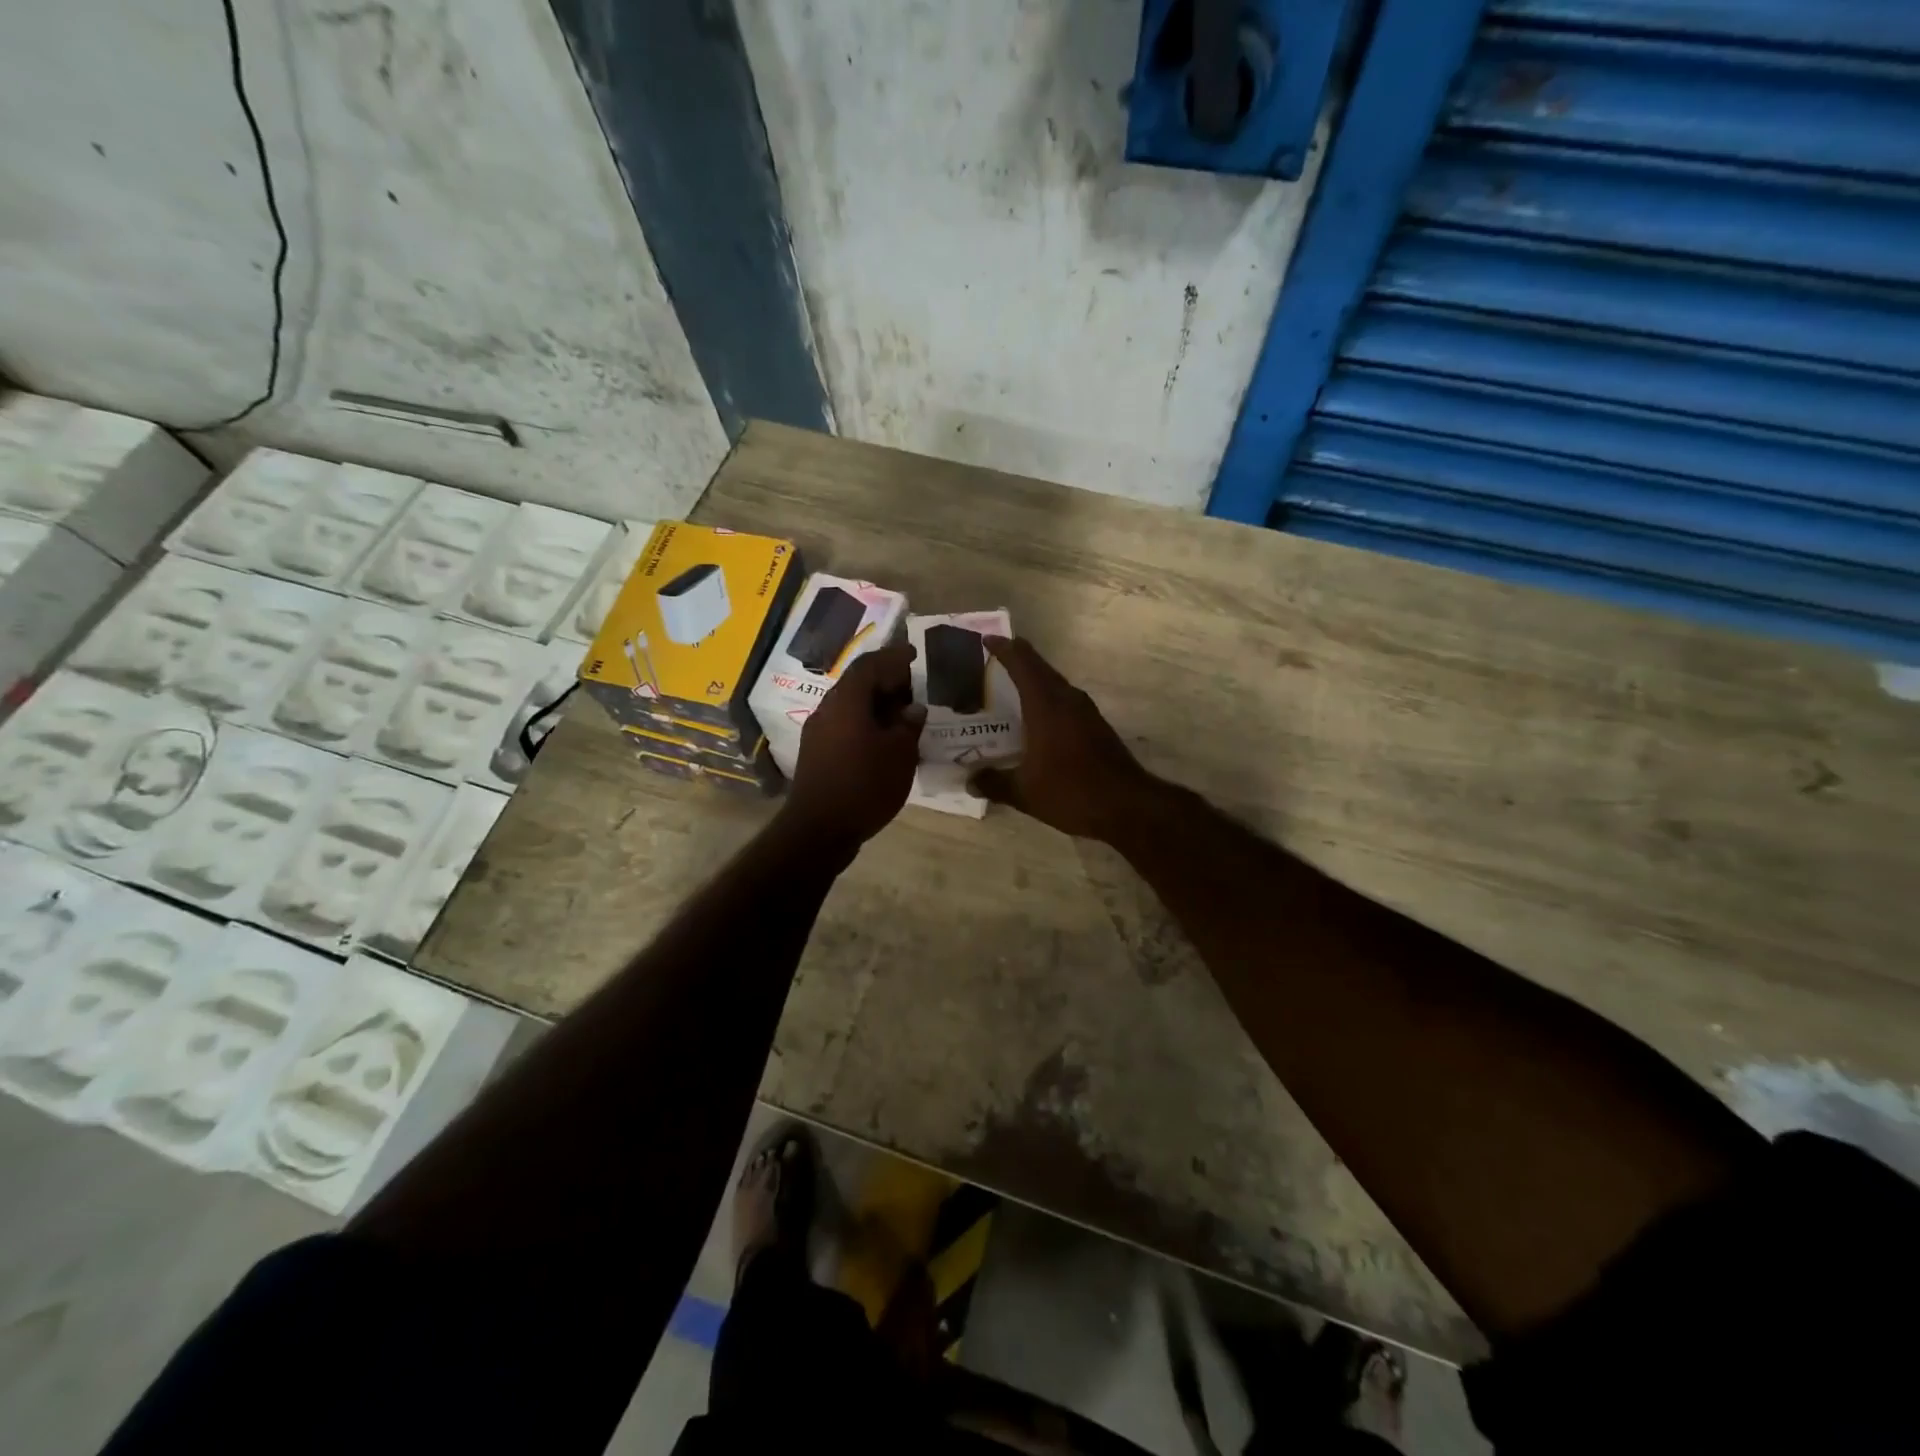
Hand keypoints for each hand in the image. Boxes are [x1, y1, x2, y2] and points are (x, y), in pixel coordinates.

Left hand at [781, 641, 924, 853]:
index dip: (892, 657)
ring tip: (903, 717)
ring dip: (876, 706)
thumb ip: (908, 726)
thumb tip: (913, 709)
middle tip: (914, 689)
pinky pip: (844, 726)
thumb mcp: (900, 754)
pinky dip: (865, 724)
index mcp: (847, 701)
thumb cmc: (864, 785)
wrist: (818, 829)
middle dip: (886, 682)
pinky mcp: (816, 753)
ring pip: (850, 707)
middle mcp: (827, 709)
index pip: (869, 665)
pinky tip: (883, 742)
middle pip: (857, 684)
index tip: (913, 655)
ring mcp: (817, 732)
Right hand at [969, 636, 1160, 841]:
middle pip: (1040, 668)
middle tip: (994, 656)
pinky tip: (1037, 716)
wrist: (1127, 806)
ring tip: (1011, 684)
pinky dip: (1048, 697)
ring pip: (1055, 683)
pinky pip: (1065, 700)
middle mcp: (1067, 700)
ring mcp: (1086, 712)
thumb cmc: (1071, 792)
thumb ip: (994, 783)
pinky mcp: (1096, 726)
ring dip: (1035, 678)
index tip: (987, 638)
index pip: (1022, 665)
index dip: (1004, 649)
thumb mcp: (1025, 792)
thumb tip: (969, 780)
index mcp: (1046, 706)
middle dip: (1018, 658)